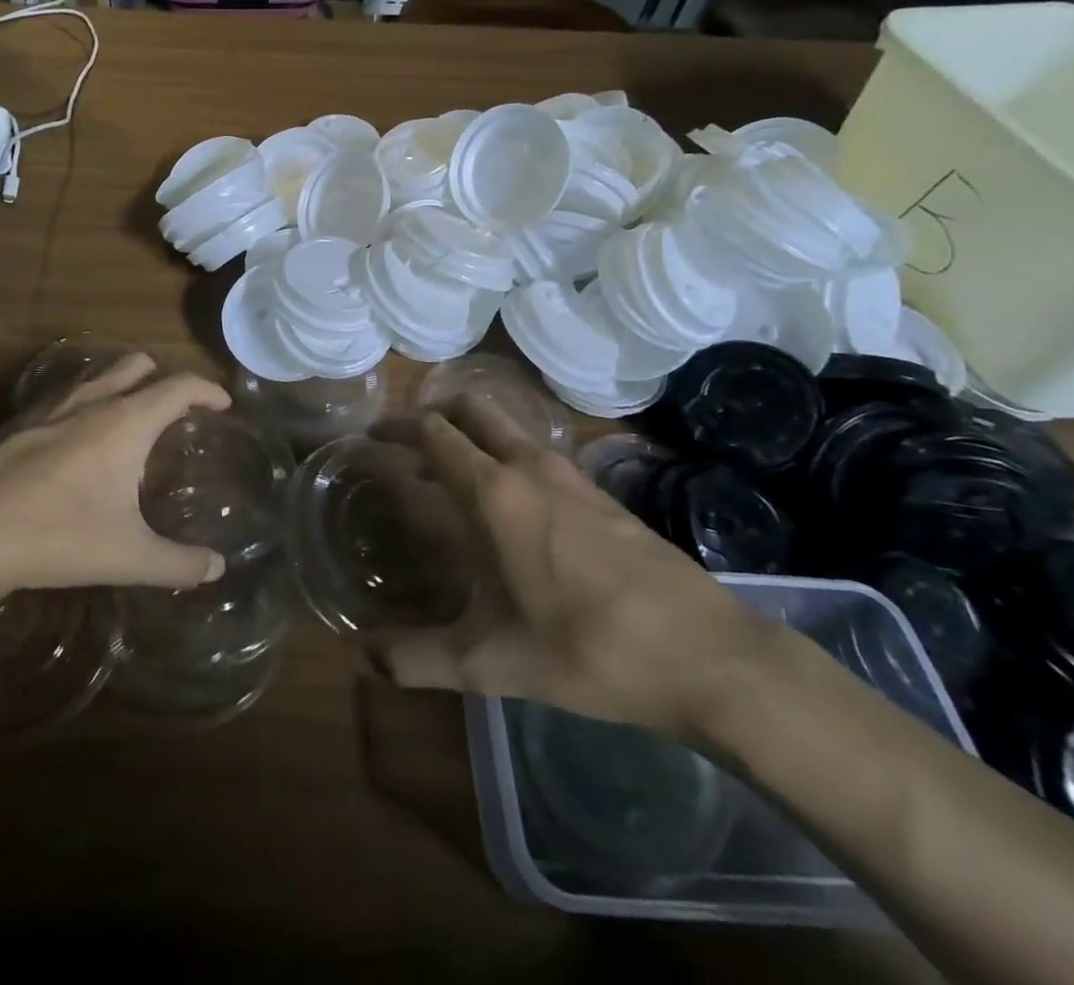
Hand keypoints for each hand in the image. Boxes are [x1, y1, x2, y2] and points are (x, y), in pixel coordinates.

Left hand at [0, 353, 230, 603]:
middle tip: (175, 411)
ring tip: (128, 422)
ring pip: (98, 375)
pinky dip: (85, 402)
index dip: (208, 390)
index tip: (223, 404)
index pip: (180, 386)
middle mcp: (92, 400)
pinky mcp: (17, 421)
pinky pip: (64, 394)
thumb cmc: (56, 537)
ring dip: (122, 385)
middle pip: (139, 364)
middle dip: (163, 378)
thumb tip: (217, 568)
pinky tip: (75, 441)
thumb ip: (179, 563)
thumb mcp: (128, 557)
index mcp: (127, 421)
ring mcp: (50, 406)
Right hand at [378, 395, 777, 743]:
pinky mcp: (600, 492)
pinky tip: (508, 506)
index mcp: (494, 492)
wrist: (708, 656)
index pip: (434, 433)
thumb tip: (365, 657)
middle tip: (405, 446)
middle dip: (433, 415)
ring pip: (507, 426)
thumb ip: (420, 658)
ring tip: (448, 476)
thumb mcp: (493, 664)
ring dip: (471, 434)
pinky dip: (505, 455)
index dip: (397, 429)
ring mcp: (570, 474)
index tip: (371, 439)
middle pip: (470, 409)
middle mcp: (528, 466)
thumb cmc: (589, 650)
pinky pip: (536, 451)